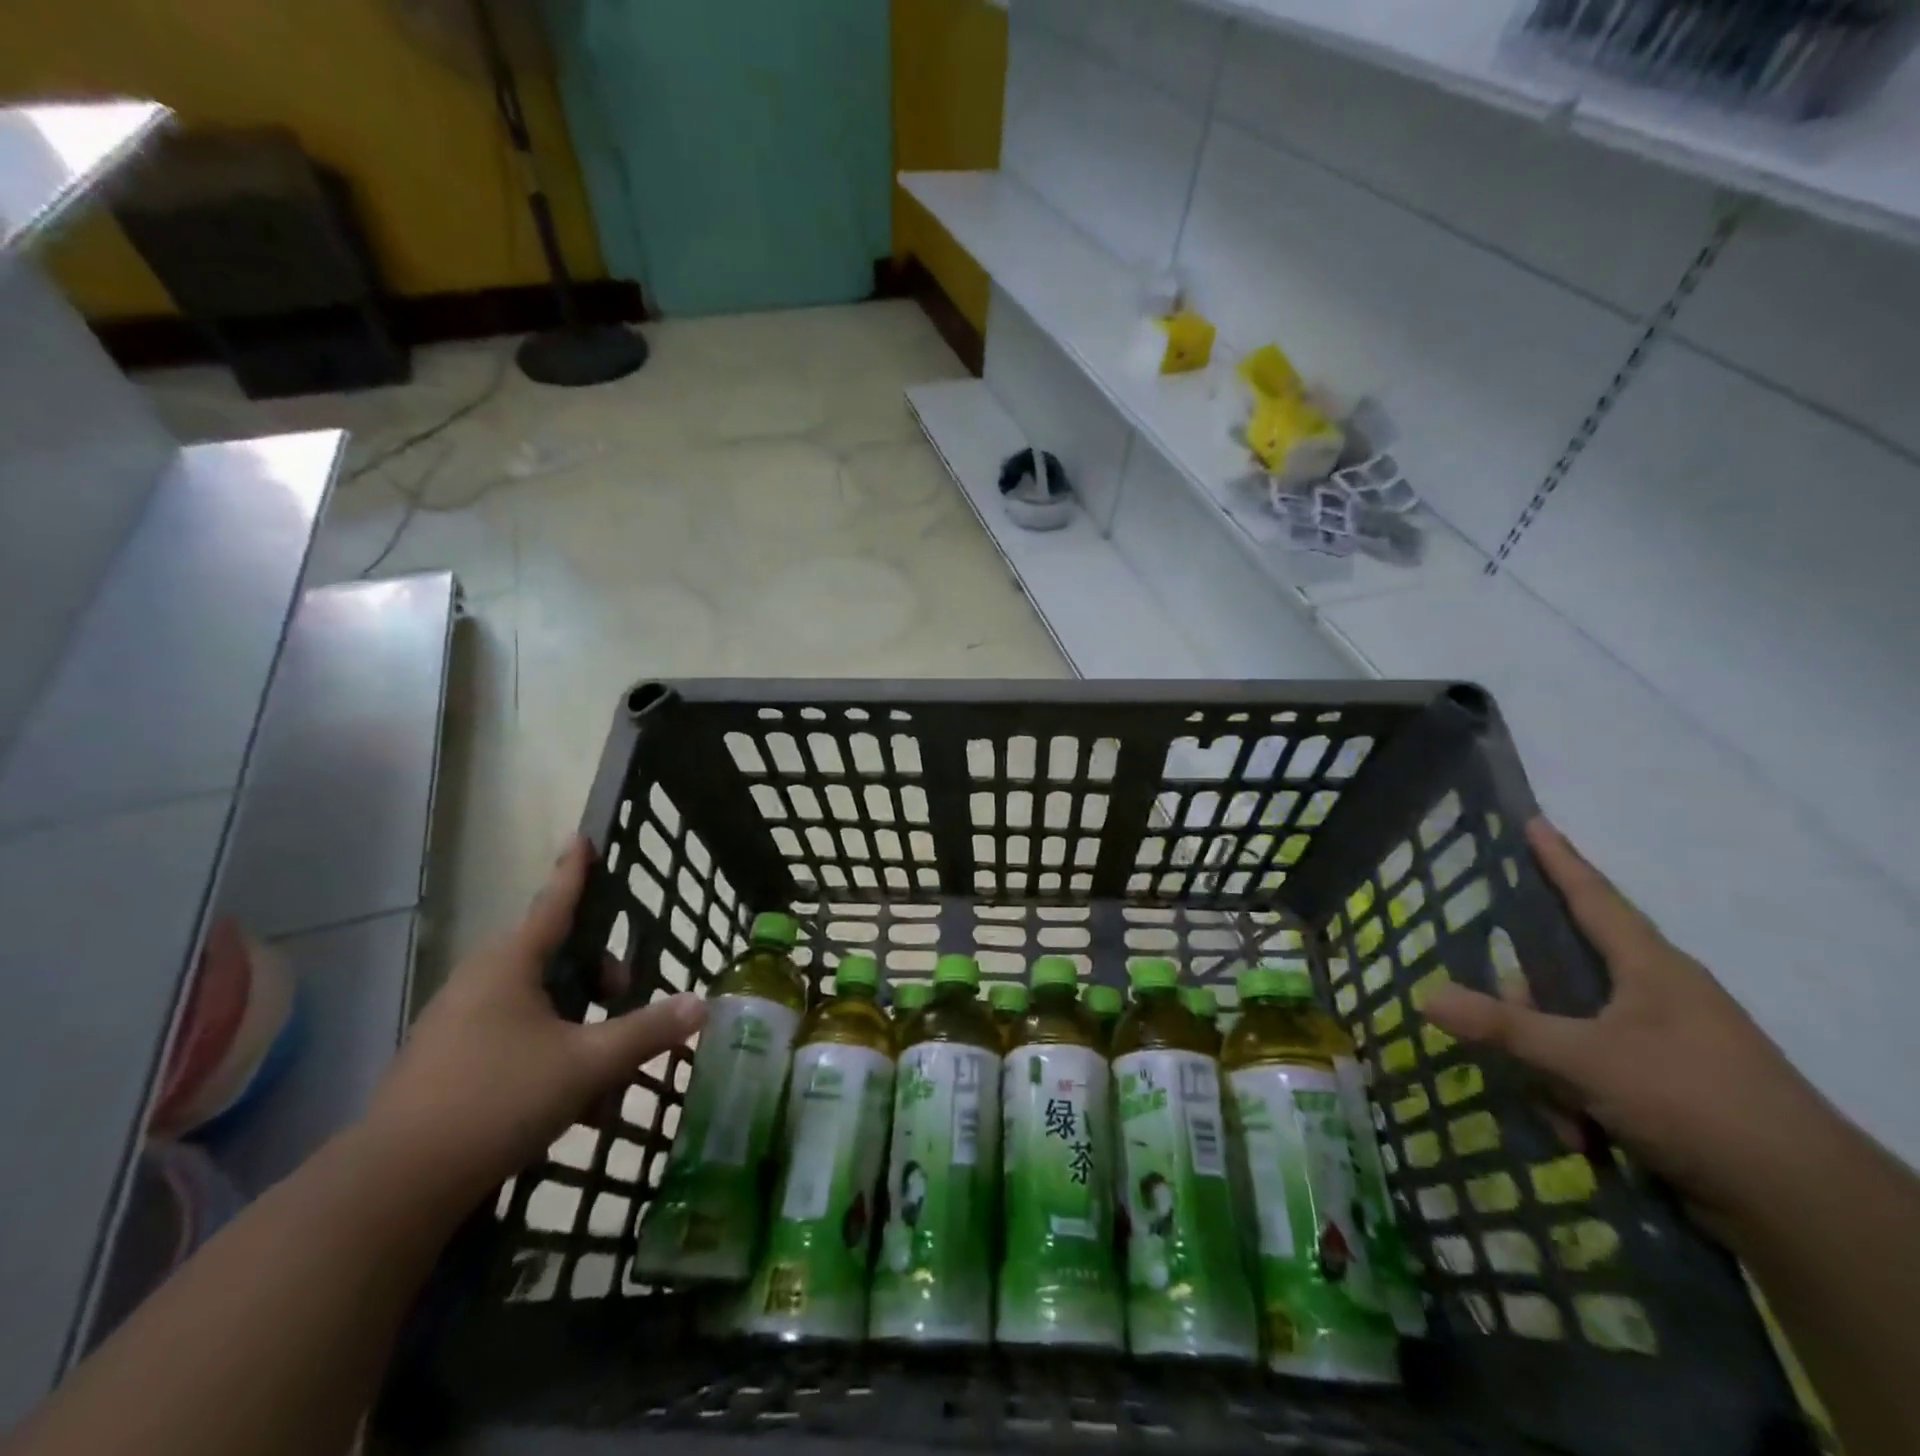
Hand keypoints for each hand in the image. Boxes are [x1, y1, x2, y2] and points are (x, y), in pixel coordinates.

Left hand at [366, 838, 704, 1208]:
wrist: (394, 1187)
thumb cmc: (498, 1100)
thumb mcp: (588, 1064)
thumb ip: (648, 1031)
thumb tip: (701, 1004)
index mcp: (511, 965)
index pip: (554, 903)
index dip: (574, 871)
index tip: (582, 837)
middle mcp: (481, 983)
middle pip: (554, 956)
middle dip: (598, 973)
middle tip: (625, 996)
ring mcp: (458, 1024)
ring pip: (538, 1003)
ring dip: (579, 1022)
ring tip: (606, 1070)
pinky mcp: (447, 1063)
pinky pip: (515, 1036)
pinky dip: (552, 1052)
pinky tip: (573, 1103)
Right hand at [1422, 818, 1834, 1222]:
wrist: (1802, 1207)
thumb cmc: (1695, 1101)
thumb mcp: (1585, 1059)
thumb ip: (1503, 1027)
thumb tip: (1426, 998)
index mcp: (1650, 969)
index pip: (1594, 898)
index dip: (1560, 860)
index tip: (1533, 822)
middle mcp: (1657, 998)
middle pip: (1563, 977)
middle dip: (1528, 1008)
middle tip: (1500, 1024)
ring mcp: (1663, 1045)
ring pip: (1571, 1032)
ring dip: (1550, 1071)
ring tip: (1561, 1114)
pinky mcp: (1666, 1089)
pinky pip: (1592, 1074)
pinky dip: (1576, 1101)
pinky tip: (1581, 1137)